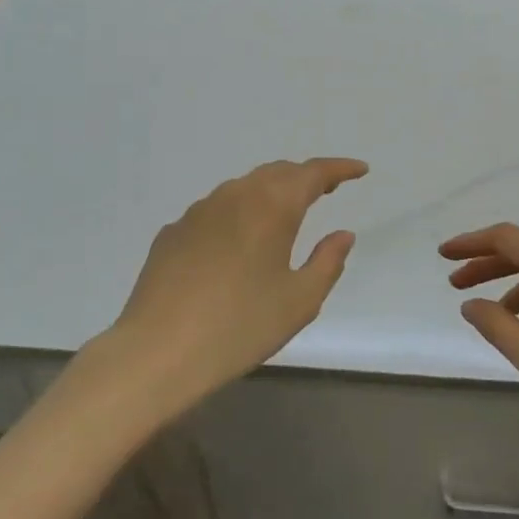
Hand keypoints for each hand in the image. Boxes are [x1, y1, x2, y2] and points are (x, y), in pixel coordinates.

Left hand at [86, 158, 367, 420]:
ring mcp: (197, 211)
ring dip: (270, 192)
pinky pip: (215, 211)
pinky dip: (238, 214)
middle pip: (276, 173)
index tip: (360, 171)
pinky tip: (237, 242)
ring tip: (285, 212)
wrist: (158, 350)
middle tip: (328, 189)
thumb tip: (342, 234)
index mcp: (271, 206)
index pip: (312, 173)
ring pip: (243, 188)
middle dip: (305, 177)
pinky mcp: (172, 232)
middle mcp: (234, 196)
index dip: (339, 168)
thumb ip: (327, 262)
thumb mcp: (299, 301)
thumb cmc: (240, 326)